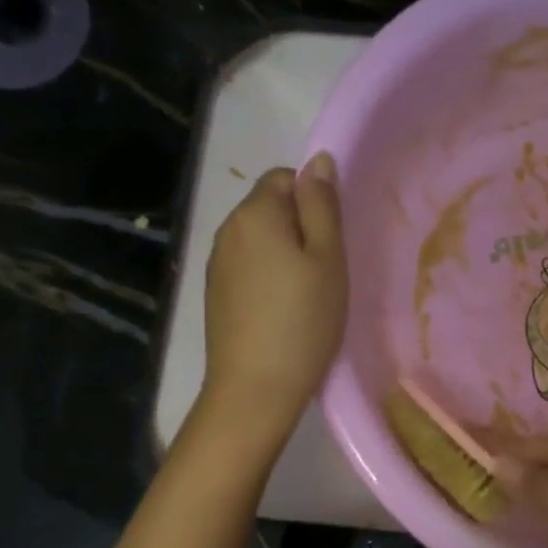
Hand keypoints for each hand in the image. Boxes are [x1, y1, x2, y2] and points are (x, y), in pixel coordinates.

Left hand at [201, 155, 346, 433]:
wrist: (256, 387)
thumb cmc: (303, 320)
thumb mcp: (327, 259)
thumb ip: (322, 206)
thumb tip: (318, 160)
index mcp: (255, 212)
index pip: (285, 177)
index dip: (313, 200)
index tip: (332, 239)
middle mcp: (228, 229)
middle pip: (269, 206)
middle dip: (299, 225)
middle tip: (326, 268)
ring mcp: (216, 262)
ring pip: (259, 238)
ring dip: (283, 252)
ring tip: (307, 292)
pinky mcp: (215, 292)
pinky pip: (247, 266)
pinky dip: (267, 275)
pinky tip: (282, 309)